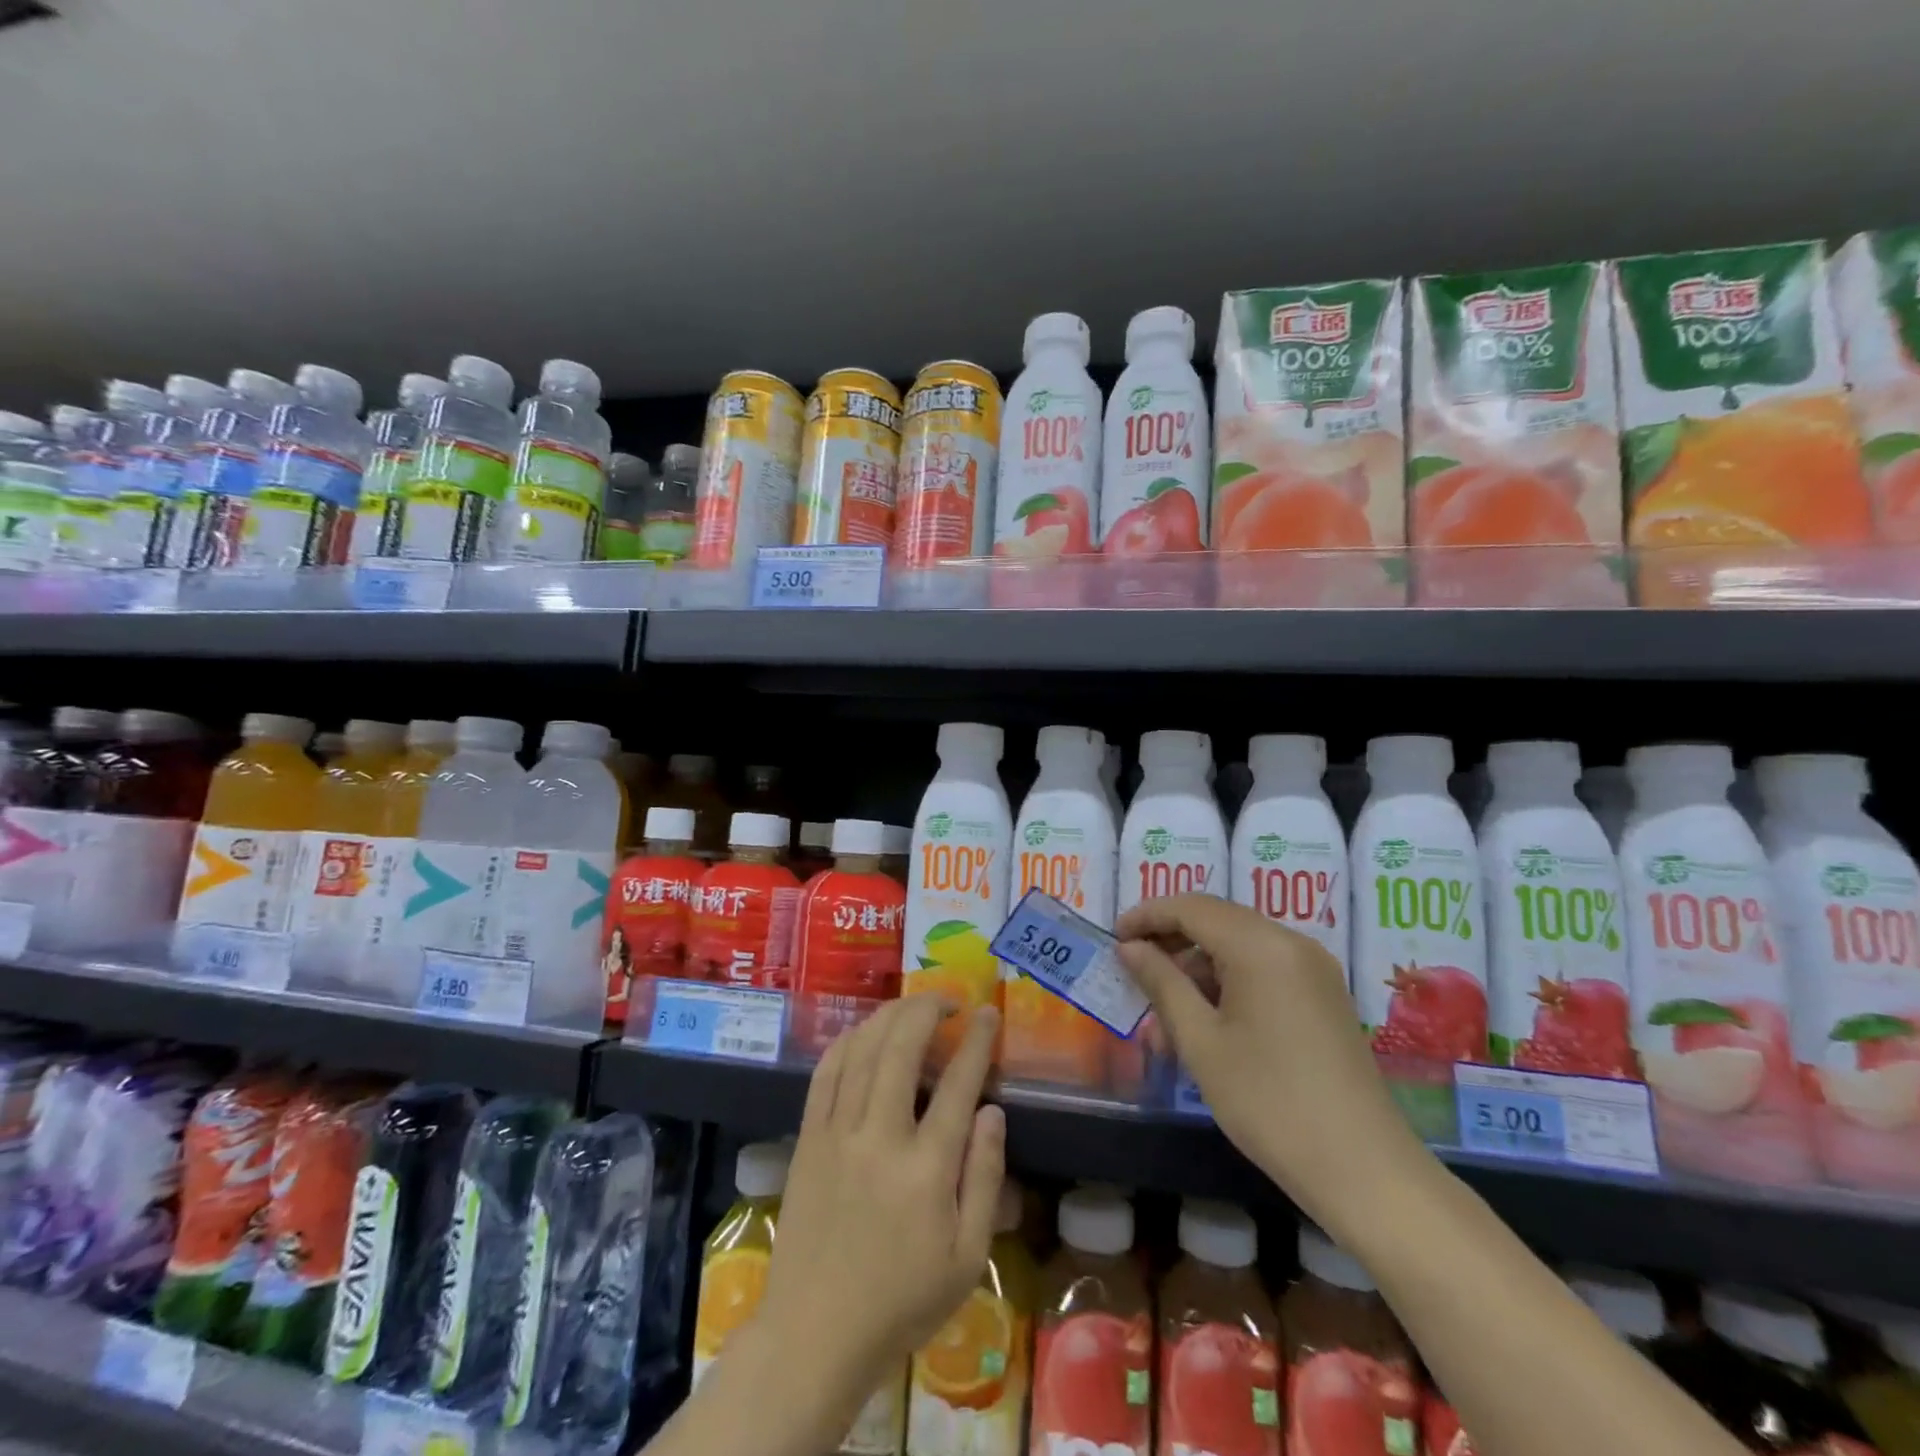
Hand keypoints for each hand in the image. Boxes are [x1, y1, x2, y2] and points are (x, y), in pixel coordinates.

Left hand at [752, 996, 1005, 1439]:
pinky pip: (826, 1072)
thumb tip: (992, 1112)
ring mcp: (837, 1133)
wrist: (816, 1334)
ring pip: (863, 1050)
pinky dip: (848, 1041)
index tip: (987, 1015)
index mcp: (926, 1170)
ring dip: (890, 1017)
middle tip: (948, 1001)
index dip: (976, 1041)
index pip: (958, 1084)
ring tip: (912, 1007)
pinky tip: (864, 1033)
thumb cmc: (902, 1300)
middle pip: (902, 1048)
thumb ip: (984, 1177)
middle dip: (928, 1011)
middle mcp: (880, 1138)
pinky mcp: (808, 1138)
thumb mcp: (967, 1257)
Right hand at [1114, 894, 1426, 1222]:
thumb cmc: (1269, 1102)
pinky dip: (1228, 982)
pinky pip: (1263, 968)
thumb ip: (1162, 983)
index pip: (1191, 907)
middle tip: (1134, 972)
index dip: (1147, 915)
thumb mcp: (1201, 1042)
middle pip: (1217, 920)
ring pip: (1239, 946)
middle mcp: (1291, 943)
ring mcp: (1314, 969)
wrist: (1364, 1171)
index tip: (1114, 938)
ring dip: (1197, 967)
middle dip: (1171, 940)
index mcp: (1261, 945)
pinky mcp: (1323, 995)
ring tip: (1165, 1016)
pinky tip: (1206, 1022)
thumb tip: (1129, 947)